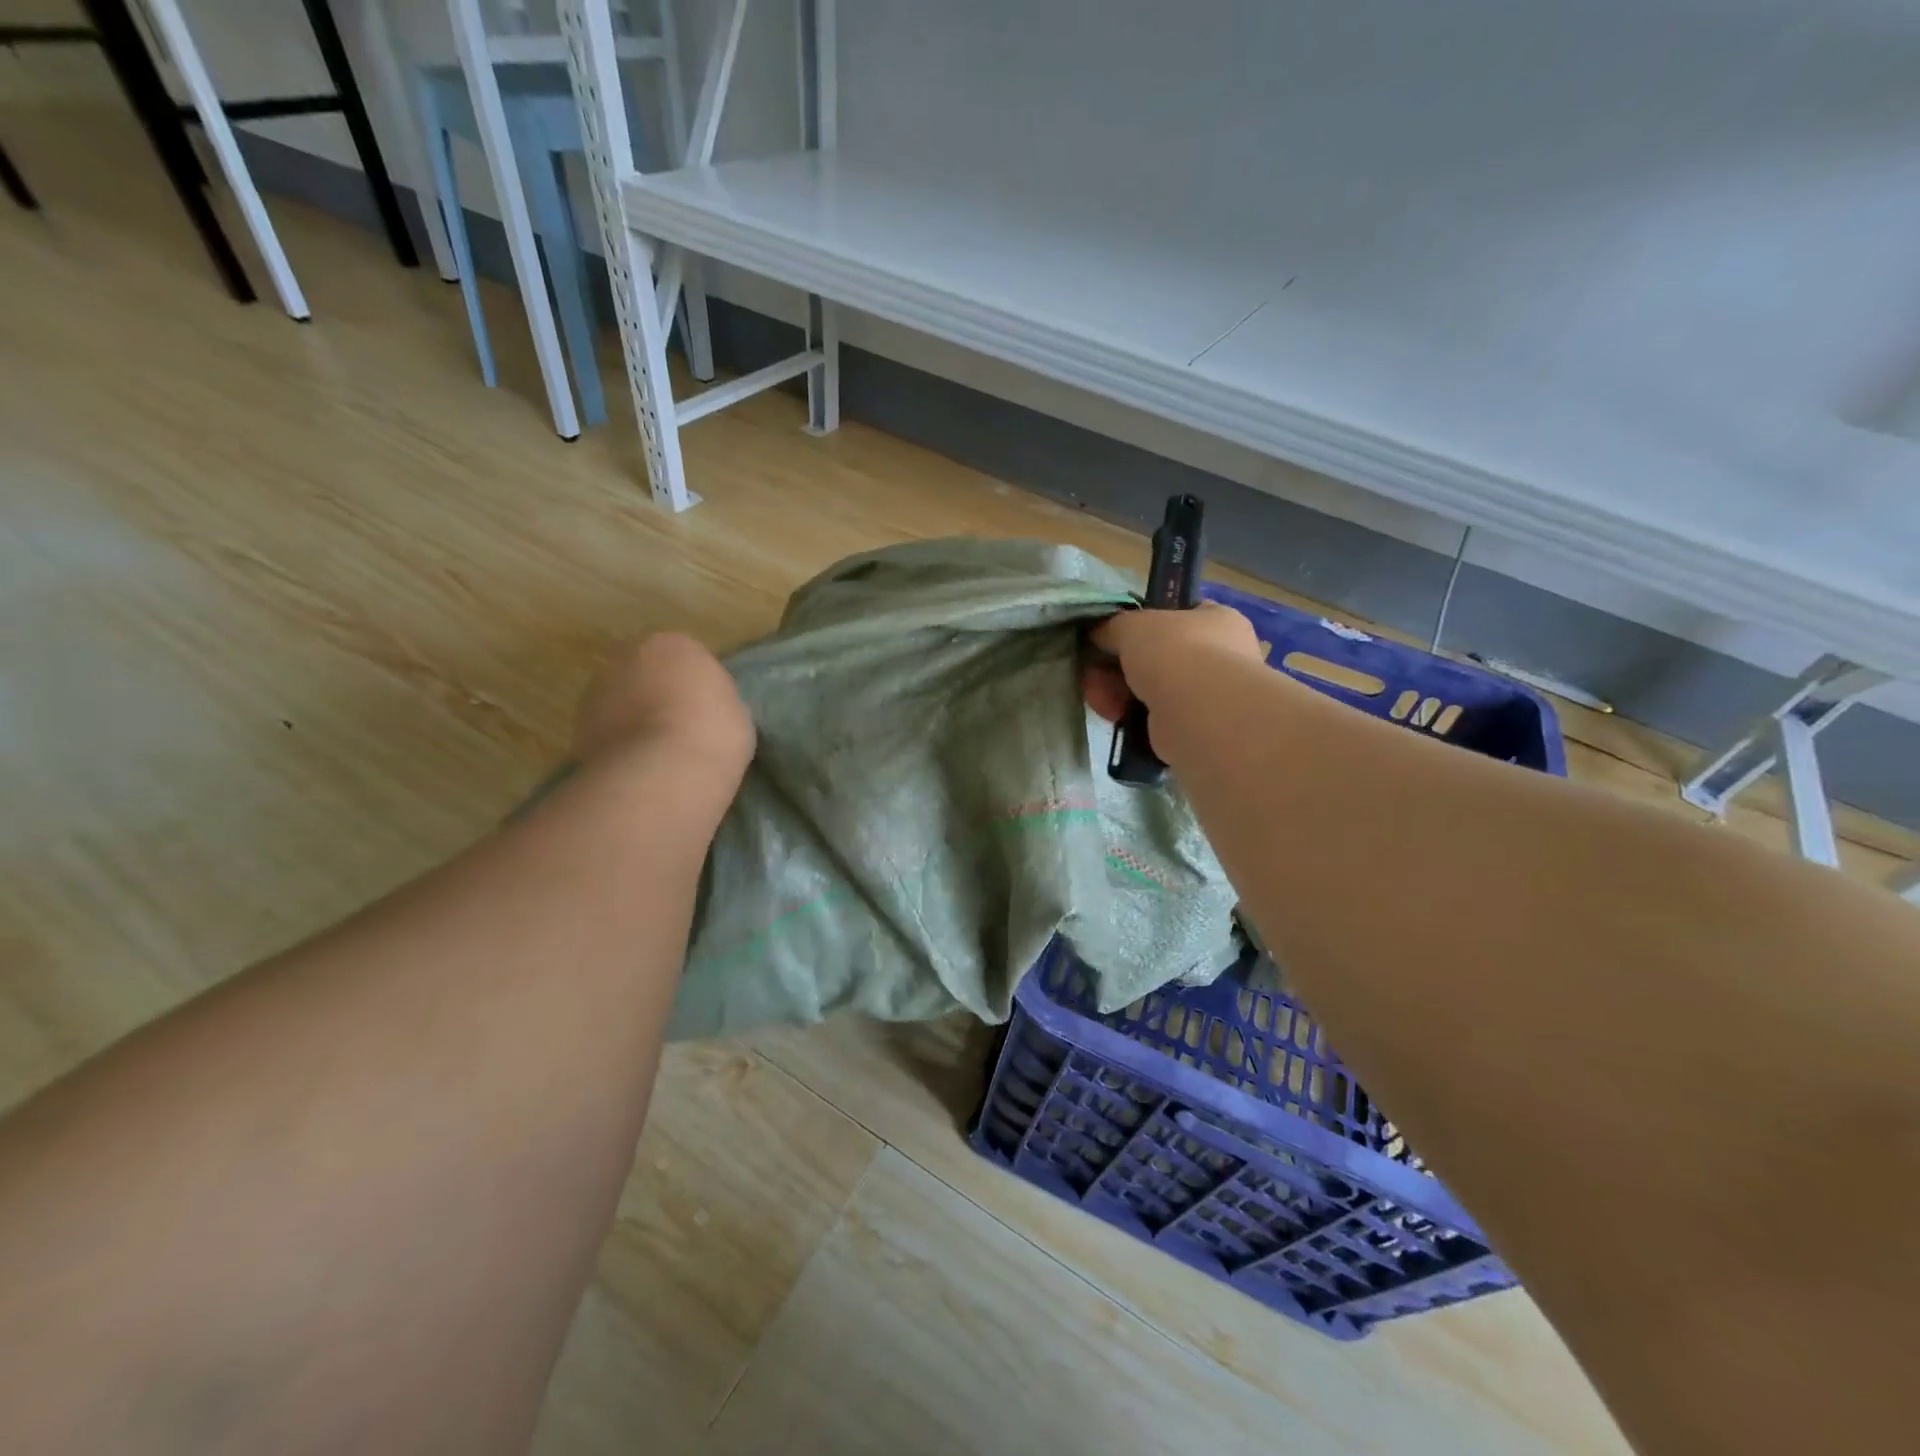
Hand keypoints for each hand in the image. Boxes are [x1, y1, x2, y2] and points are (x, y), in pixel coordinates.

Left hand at [573, 633, 754, 772]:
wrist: (665, 770)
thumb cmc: (714, 732)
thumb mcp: (734, 709)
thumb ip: (713, 698)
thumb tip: (701, 706)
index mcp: (674, 644)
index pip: (685, 658)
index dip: (695, 685)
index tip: (704, 710)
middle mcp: (629, 655)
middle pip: (645, 671)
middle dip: (657, 693)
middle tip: (678, 726)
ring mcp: (598, 689)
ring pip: (621, 699)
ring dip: (634, 716)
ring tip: (656, 751)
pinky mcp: (578, 725)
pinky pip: (607, 728)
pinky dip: (619, 741)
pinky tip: (639, 764)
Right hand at [1082, 602, 1263, 720]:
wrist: (1201, 714)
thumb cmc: (1175, 653)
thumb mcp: (1131, 625)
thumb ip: (1112, 626)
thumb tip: (1100, 634)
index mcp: (1215, 619)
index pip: (1173, 616)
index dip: (1138, 625)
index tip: (1109, 637)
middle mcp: (1217, 656)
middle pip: (1152, 656)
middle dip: (1115, 666)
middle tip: (1092, 673)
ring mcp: (1205, 694)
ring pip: (1147, 688)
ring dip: (1116, 692)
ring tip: (1101, 699)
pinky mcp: (1190, 727)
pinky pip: (1149, 716)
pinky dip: (1129, 716)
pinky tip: (1116, 717)